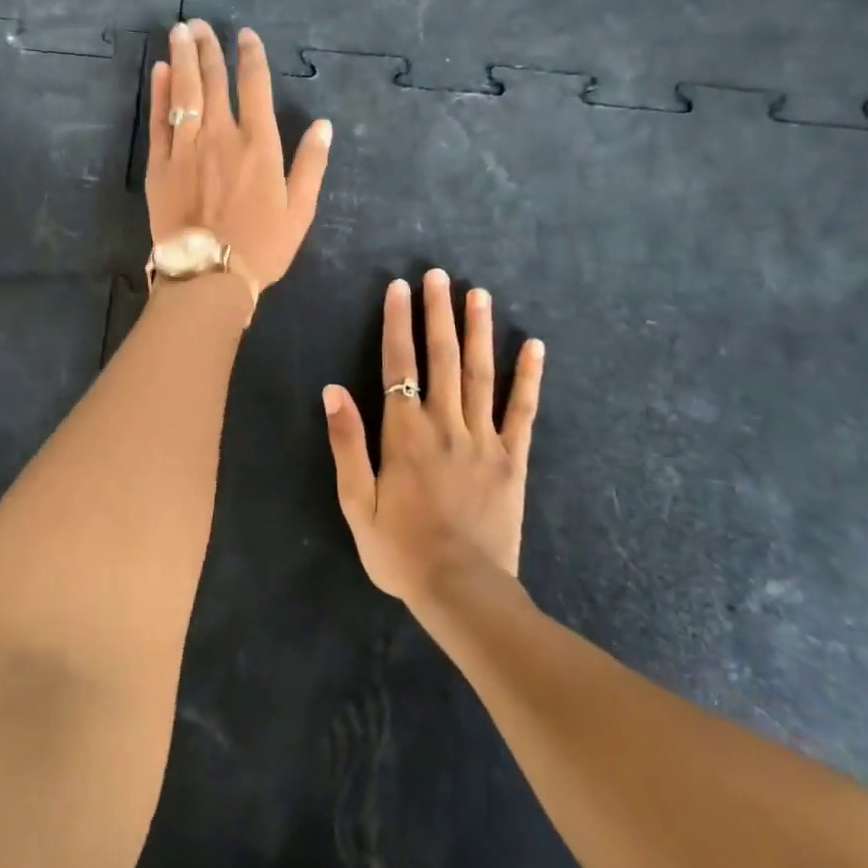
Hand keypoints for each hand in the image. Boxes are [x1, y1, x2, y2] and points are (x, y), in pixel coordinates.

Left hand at [146, 19, 331, 290]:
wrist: (208, 274)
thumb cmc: (261, 245)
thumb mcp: (300, 210)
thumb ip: (311, 164)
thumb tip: (325, 125)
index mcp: (258, 144)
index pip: (255, 86)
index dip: (250, 56)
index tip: (244, 34)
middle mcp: (221, 135)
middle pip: (213, 81)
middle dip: (208, 48)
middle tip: (200, 24)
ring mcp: (186, 147)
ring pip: (183, 92)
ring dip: (181, 58)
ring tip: (179, 32)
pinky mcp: (160, 164)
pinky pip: (159, 120)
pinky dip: (159, 93)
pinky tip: (159, 71)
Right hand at [323, 269, 544, 607]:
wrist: (461, 592)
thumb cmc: (400, 550)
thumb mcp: (357, 503)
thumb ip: (347, 443)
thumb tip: (333, 390)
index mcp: (405, 433)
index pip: (399, 364)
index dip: (398, 323)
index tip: (399, 288)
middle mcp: (445, 424)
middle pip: (442, 357)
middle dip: (439, 313)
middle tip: (439, 275)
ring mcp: (484, 439)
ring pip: (481, 374)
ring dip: (479, 331)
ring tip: (480, 294)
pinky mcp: (513, 459)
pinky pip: (523, 412)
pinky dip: (529, 378)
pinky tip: (535, 347)